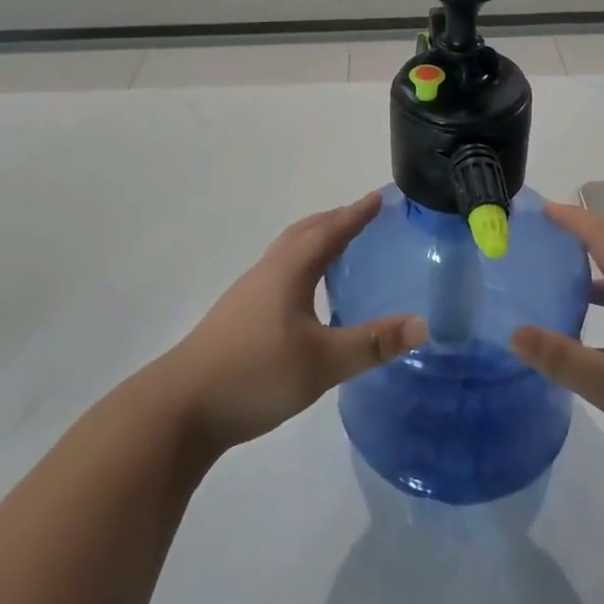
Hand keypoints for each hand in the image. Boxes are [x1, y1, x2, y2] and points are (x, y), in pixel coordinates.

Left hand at [159, 193, 426, 453]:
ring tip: (339, 250)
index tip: (379, 197)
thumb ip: (371, 343)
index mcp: (288, 272)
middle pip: (303, 234)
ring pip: (287, 254)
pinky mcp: (238, 318)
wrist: (181, 407)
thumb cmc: (255, 374)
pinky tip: (306, 296)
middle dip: (334, 220)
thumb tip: (421, 324)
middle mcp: (267, 273)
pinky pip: (278, 274)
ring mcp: (247, 295)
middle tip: (363, 217)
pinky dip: (301, 266)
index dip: (356, 214)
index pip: (330, 232)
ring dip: (314, 242)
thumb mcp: (322, 362)